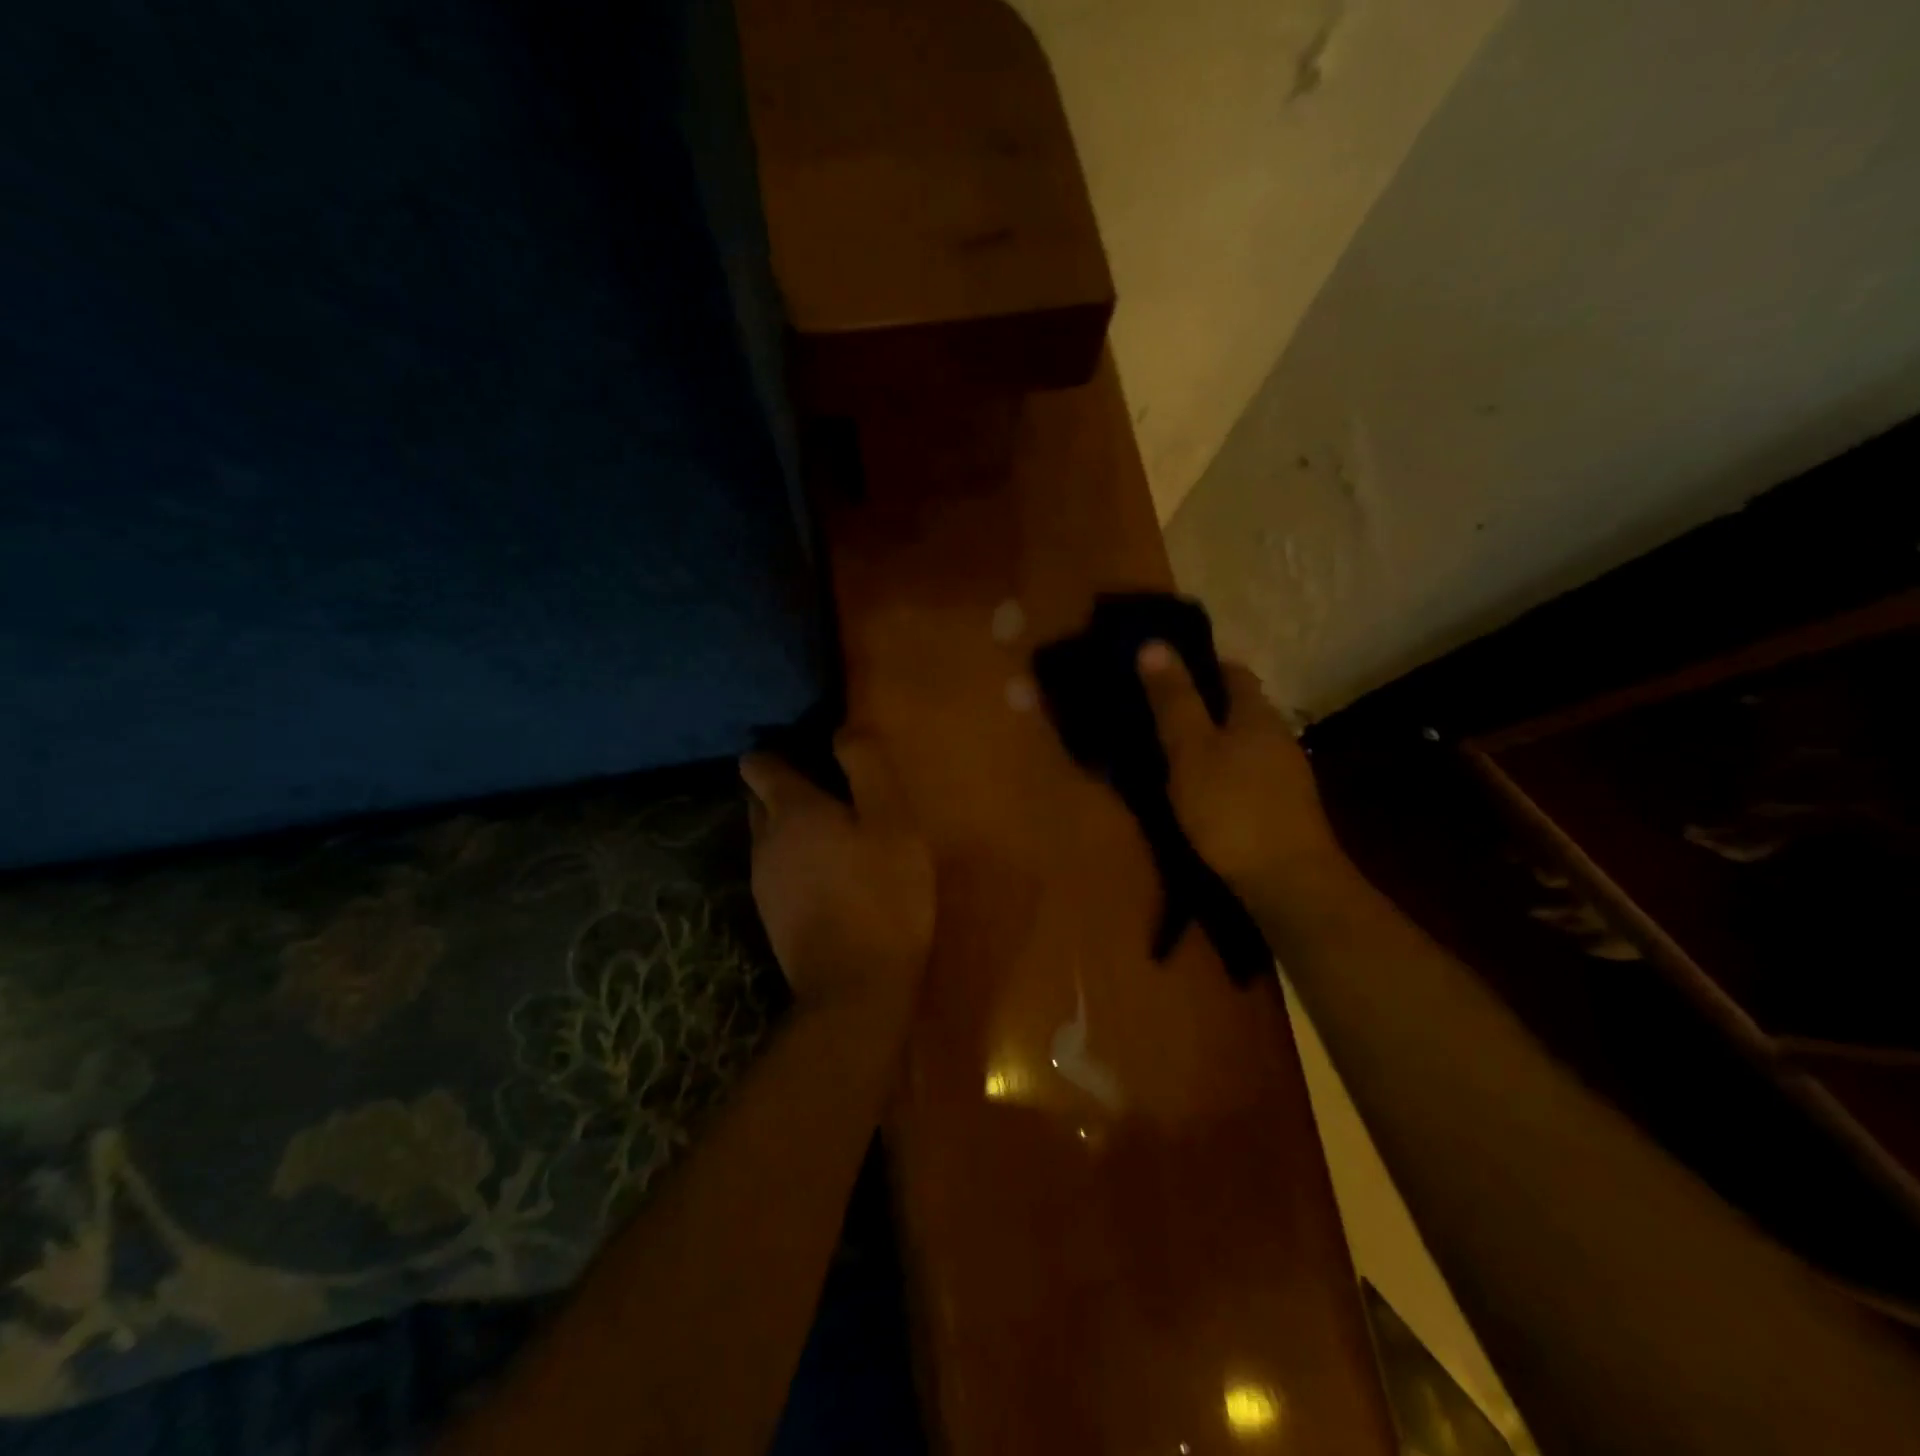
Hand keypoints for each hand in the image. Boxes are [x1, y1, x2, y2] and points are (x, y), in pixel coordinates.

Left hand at [739, 735, 935, 1018]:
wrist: (855, 989)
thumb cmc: (883, 893)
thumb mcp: (892, 819)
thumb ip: (865, 766)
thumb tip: (841, 728)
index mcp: (790, 810)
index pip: (759, 765)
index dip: (776, 753)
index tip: (805, 751)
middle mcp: (764, 841)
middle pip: (759, 801)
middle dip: (783, 789)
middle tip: (827, 790)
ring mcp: (763, 883)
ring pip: (768, 838)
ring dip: (791, 828)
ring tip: (833, 833)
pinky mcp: (772, 916)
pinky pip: (778, 871)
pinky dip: (796, 862)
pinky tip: (829, 875)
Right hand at [1136, 642, 1350, 932]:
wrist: (1287, 882)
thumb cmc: (1231, 808)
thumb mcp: (1190, 750)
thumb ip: (1173, 700)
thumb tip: (1154, 643)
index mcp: (1256, 713)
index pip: (1232, 671)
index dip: (1200, 665)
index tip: (1163, 672)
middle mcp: (1278, 735)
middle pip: (1240, 707)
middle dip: (1203, 705)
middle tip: (1157, 714)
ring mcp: (1286, 773)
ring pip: (1244, 742)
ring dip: (1213, 741)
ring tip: (1171, 752)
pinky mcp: (1284, 807)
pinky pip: (1247, 772)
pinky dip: (1223, 770)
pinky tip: (1202, 790)